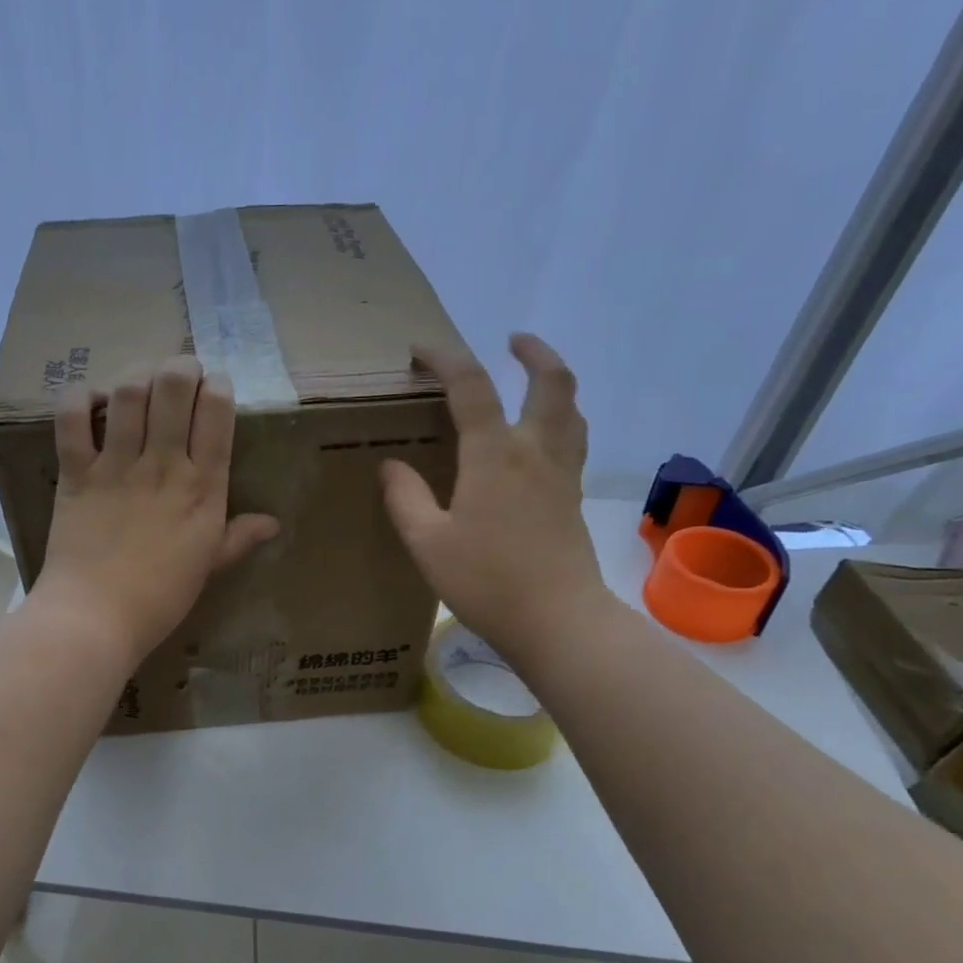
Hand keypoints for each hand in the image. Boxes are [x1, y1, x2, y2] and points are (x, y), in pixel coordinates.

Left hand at [34, 355, 279, 665]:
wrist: (97, 618)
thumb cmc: (160, 597)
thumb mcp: (209, 566)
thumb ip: (239, 537)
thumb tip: (273, 523)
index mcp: (203, 486)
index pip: (217, 412)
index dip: (217, 386)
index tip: (213, 388)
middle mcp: (163, 464)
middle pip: (175, 386)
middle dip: (181, 366)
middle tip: (178, 375)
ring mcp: (117, 465)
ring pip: (129, 392)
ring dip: (136, 376)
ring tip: (139, 386)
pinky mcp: (76, 472)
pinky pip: (72, 418)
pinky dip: (80, 399)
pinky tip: (92, 402)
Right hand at [379, 334, 614, 670]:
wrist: (557, 621)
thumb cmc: (486, 581)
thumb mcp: (427, 542)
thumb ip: (405, 497)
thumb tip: (390, 465)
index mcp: (494, 455)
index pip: (471, 387)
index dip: (446, 359)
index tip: (421, 350)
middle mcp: (535, 451)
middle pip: (551, 383)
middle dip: (534, 352)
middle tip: (512, 341)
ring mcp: (561, 474)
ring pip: (571, 409)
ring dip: (553, 382)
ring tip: (531, 379)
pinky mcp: (572, 497)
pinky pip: (572, 439)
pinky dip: (560, 418)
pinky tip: (540, 437)